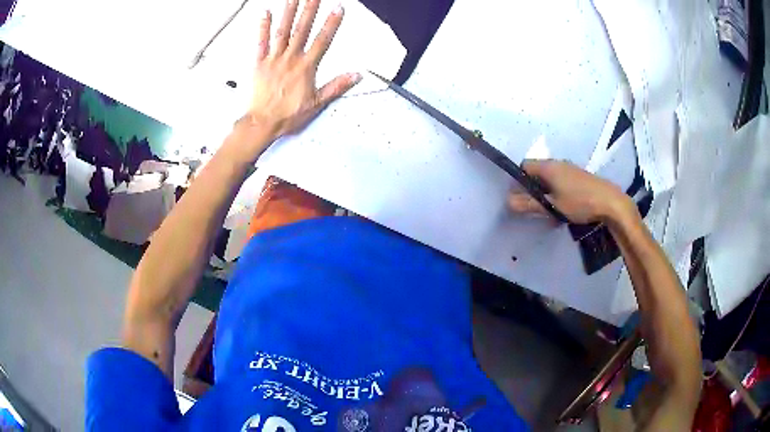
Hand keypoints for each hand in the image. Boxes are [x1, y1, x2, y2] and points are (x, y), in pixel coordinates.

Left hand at [242, 0, 360, 140]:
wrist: (263, 123)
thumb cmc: (288, 115)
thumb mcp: (317, 103)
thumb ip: (337, 86)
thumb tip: (355, 76)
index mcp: (305, 67)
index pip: (322, 40)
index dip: (331, 24)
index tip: (338, 9)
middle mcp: (290, 59)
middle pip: (302, 29)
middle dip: (309, 10)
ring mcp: (274, 59)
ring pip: (283, 31)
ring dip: (289, 12)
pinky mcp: (260, 63)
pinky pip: (261, 42)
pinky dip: (263, 27)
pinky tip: (265, 13)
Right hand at [508, 160, 636, 223]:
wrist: (610, 202)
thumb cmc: (580, 202)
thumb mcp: (552, 206)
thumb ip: (530, 204)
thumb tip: (508, 202)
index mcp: (548, 166)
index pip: (524, 166)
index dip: (518, 180)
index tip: (518, 197)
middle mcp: (558, 163)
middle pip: (536, 172)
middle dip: (531, 188)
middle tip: (532, 206)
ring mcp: (570, 169)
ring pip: (549, 177)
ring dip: (544, 191)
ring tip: (547, 209)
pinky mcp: (579, 177)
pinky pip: (560, 181)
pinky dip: (556, 191)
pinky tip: (562, 207)